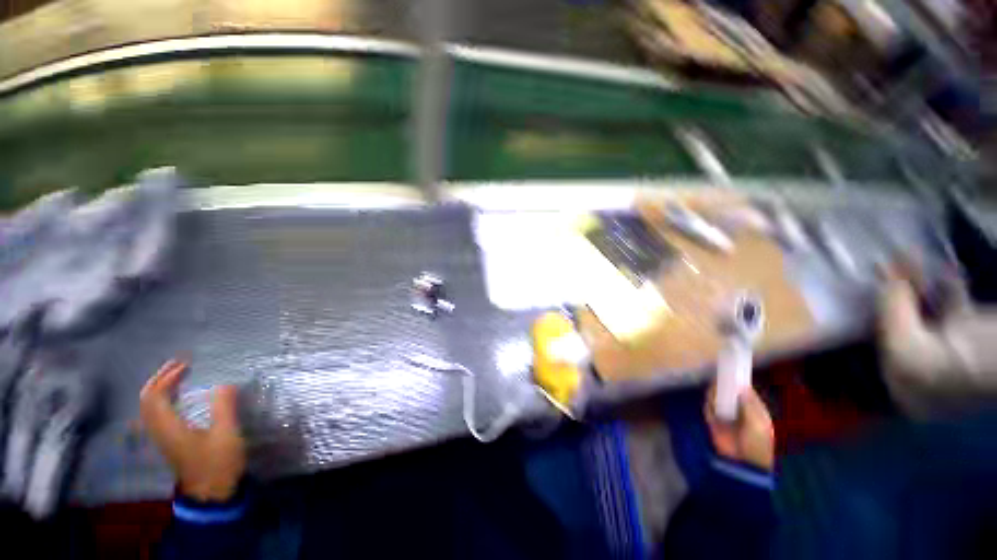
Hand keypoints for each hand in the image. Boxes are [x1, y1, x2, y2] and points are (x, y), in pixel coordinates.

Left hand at [139, 359, 245, 501]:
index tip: (186, 364)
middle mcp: (159, 431)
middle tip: (180, 364)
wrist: (211, 493)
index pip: (156, 396)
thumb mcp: (226, 434)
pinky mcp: (169, 442)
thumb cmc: (218, 463)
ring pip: (149, 407)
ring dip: (160, 388)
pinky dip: (163, 399)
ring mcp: (162, 438)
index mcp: (169, 428)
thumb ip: (223, 407)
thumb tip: (224, 384)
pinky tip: (178, 397)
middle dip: (160, 378)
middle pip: (147, 400)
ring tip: (178, 375)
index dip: (167, 377)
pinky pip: (156, 414)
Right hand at [705, 384, 773, 471]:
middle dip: (724, 387)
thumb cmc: (756, 444)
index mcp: (754, 411)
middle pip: (729, 394)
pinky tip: (711, 406)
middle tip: (719, 380)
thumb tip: (742, 386)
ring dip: (715, 396)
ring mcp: (726, 417)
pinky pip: (708, 409)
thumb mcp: (758, 424)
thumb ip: (749, 405)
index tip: (732, 372)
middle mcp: (739, 411)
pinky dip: (709, 406)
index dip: (740, 383)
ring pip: (717, 399)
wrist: (743, 464)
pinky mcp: (714, 422)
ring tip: (715, 394)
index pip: (747, 393)